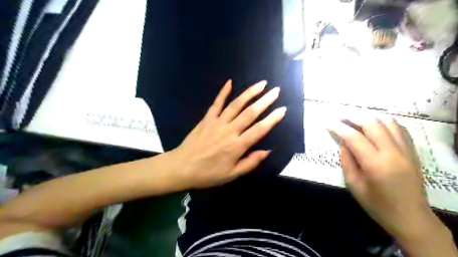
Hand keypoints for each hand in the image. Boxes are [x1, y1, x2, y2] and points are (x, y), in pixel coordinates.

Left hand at [171, 80, 284, 187]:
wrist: (182, 167)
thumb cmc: (208, 174)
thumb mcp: (232, 175)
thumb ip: (251, 162)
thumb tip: (267, 151)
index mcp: (237, 146)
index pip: (259, 129)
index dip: (272, 119)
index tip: (283, 109)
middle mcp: (229, 130)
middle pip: (250, 113)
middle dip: (265, 101)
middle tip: (276, 91)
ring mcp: (217, 122)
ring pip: (236, 105)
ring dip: (249, 93)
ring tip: (261, 84)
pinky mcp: (207, 118)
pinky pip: (216, 103)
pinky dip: (223, 92)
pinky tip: (230, 82)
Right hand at [332, 118, 433, 239]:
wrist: (411, 217)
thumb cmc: (377, 204)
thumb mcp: (354, 185)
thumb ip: (347, 160)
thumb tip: (343, 142)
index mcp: (375, 164)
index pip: (354, 137)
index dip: (339, 128)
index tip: (328, 123)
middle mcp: (393, 153)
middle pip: (372, 123)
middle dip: (353, 117)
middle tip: (340, 117)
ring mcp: (406, 150)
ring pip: (388, 122)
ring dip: (370, 116)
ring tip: (356, 118)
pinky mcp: (413, 152)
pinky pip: (400, 128)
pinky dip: (385, 122)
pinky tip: (375, 125)